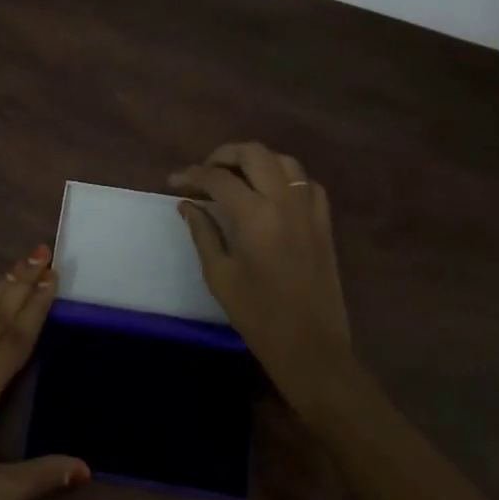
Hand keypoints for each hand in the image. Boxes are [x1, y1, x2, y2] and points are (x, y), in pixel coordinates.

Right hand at [170, 142, 352, 408]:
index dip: (192, 174)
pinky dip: (286, 178)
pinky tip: (272, 193)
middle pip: (254, 154)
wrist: (310, 345)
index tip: (174, 181)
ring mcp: (309, 209)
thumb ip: (203, 233)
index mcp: (256, 215)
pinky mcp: (324, 222)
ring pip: (284, 161)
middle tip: (205, 172)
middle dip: (224, 155)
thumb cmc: (258, 315)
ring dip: (256, 160)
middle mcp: (285, 202)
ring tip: (237, 176)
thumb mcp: (220, 275)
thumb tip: (187, 204)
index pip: (218, 178)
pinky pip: (307, 183)